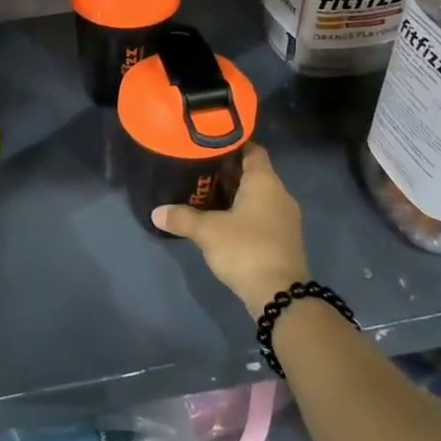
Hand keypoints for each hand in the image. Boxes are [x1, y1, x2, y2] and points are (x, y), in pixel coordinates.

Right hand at [152, 144, 307, 317]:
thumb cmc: (245, 249)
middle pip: (252, 173)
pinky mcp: (281, 239)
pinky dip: (241, 213)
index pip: (252, 150)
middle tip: (196, 170)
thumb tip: (156, 212)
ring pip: (256, 196)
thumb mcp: (207, 231)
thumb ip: (181, 217)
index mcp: (265, 182)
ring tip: (202, 194)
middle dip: (226, 172)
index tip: (207, 145)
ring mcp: (283, 218)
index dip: (231, 144)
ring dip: (233, 194)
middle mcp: (279, 194)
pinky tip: (219, 220)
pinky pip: (259, 215)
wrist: (280, 295)